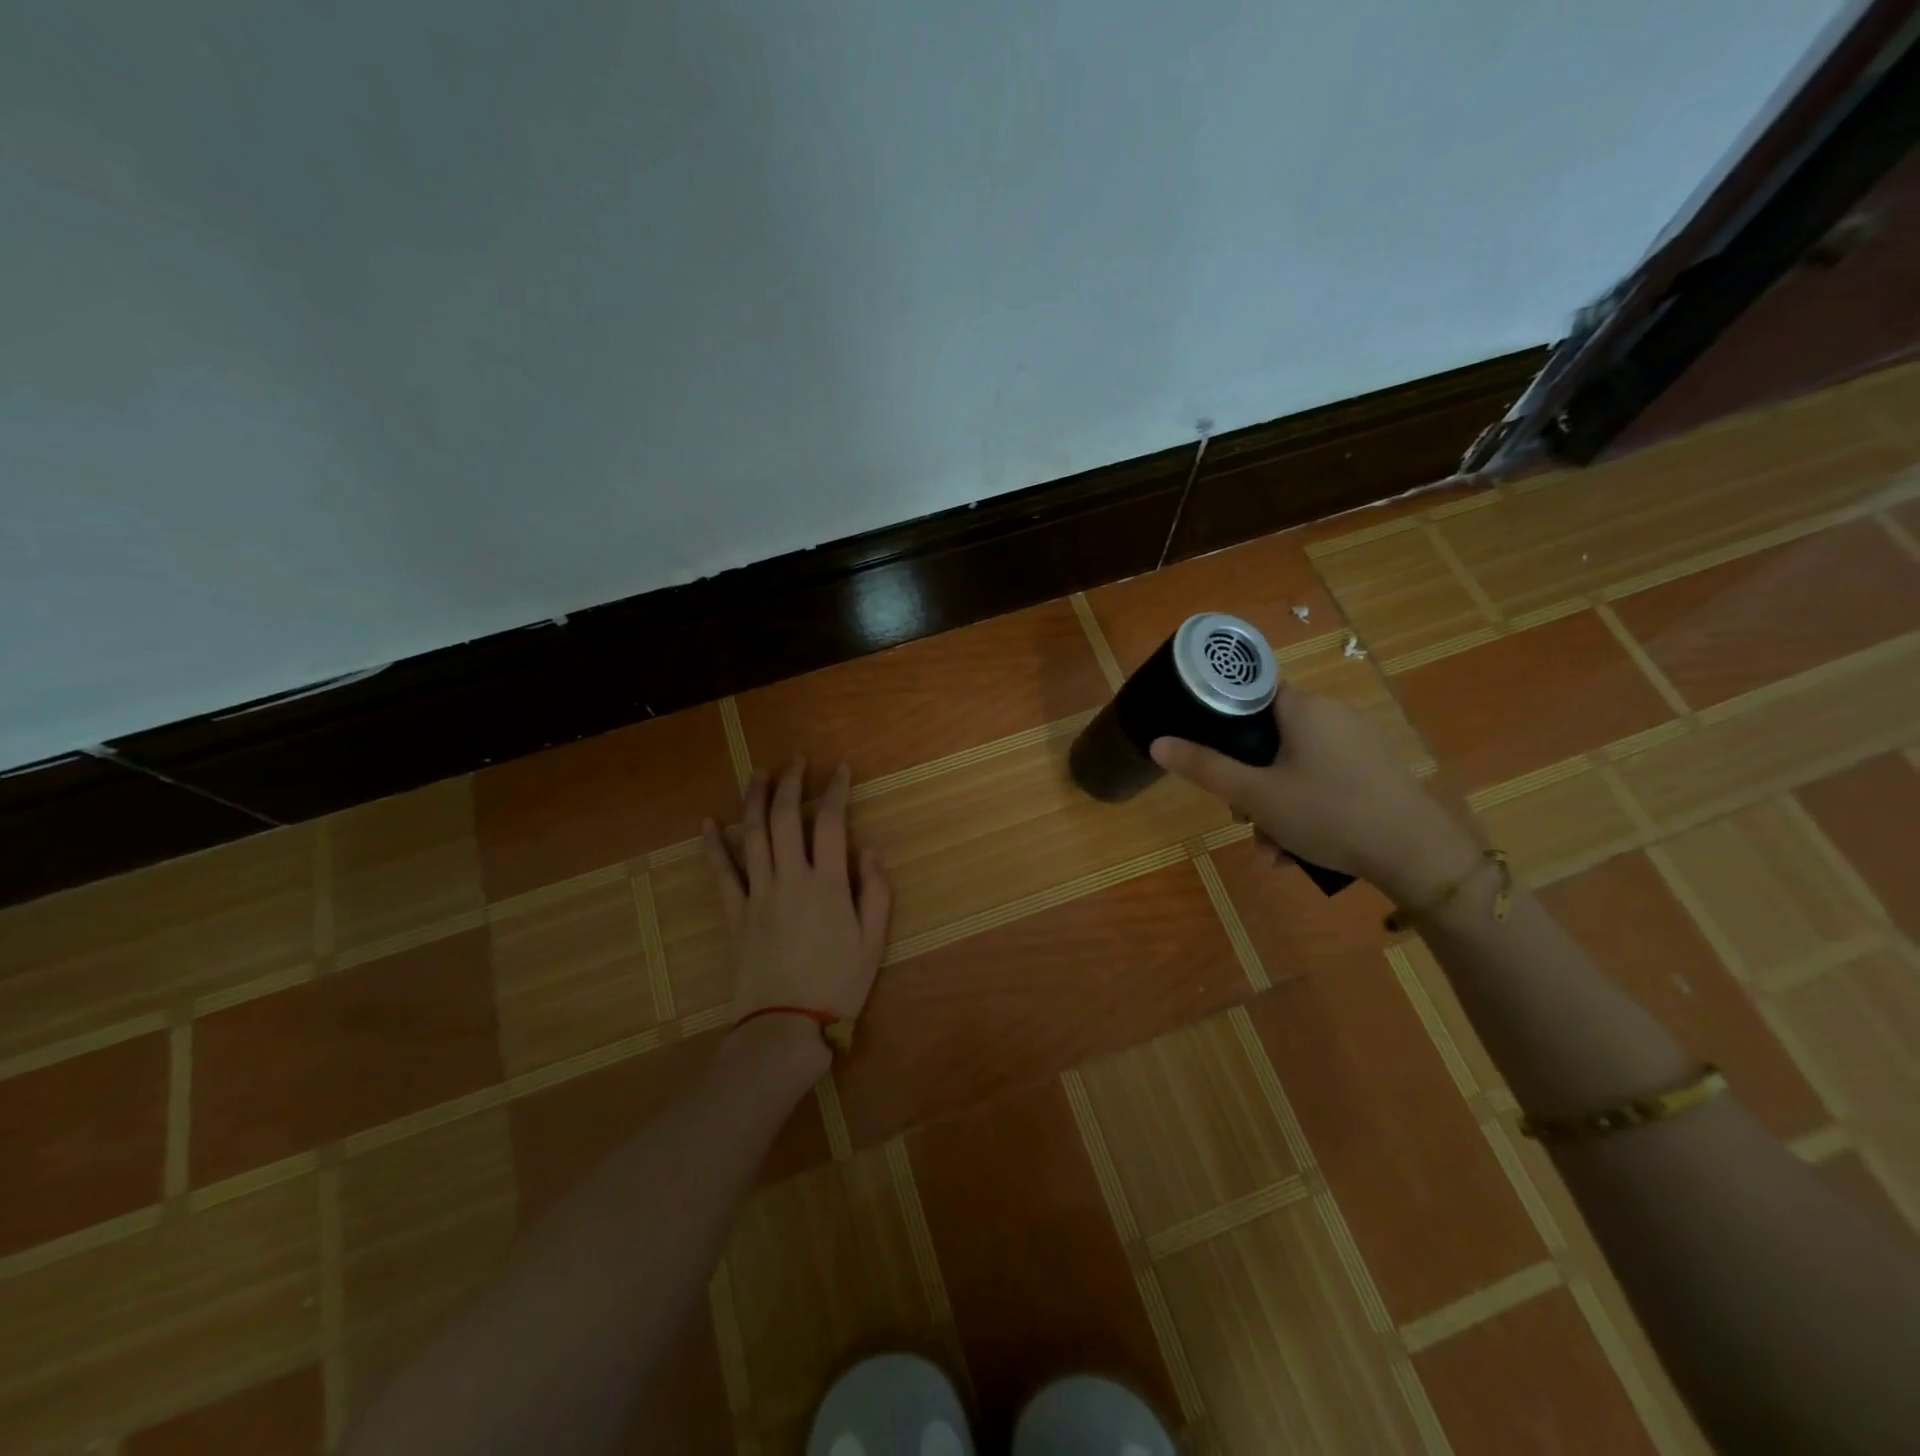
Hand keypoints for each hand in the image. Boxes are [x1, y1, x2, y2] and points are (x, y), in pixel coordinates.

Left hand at [703, 758, 891, 1027]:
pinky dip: (713, 845)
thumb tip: (870, 849)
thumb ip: (875, 892)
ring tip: (759, 774)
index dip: (836, 791)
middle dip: (791, 783)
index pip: (830, 823)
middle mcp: (790, 878)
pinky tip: (707, 822)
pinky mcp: (735, 913)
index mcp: (828, 884)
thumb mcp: (873, 943)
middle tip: (797, 761)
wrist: (784, 1027)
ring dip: (754, 799)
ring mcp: (758, 894)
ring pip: (752, 835)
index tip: (841, 769)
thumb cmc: (837, 986)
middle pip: (785, 818)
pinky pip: (721, 872)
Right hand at [1149, 689, 1474, 896]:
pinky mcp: (1372, 769)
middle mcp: (1331, 714)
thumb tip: (1157, 743)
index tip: (1205, 744)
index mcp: (1303, 707)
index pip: (1251, 687)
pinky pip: (1321, 779)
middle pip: (1268, 735)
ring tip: (1270, 848)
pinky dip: (1302, 807)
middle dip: (1247, 779)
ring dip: (1272, 803)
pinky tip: (1296, 849)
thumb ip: (1205, 768)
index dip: (1222, 713)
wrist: (1417, 854)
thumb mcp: (1256, 795)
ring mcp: (1356, 742)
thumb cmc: (1328, 813)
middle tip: (1240, 816)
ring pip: (1293, 764)